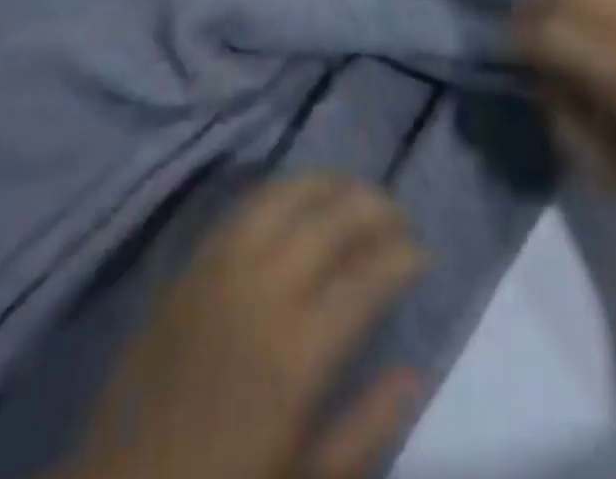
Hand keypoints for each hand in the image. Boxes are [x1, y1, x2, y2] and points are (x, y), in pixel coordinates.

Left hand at [68, 177, 425, 478]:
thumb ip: (364, 429)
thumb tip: (414, 373)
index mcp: (295, 352)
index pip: (366, 278)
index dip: (402, 257)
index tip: (424, 254)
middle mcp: (261, 290)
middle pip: (329, 220)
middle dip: (373, 207)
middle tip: (398, 217)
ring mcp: (220, 268)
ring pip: (285, 195)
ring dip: (327, 185)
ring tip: (353, 193)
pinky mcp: (191, 263)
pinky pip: (244, 207)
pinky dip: (281, 192)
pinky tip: (296, 201)